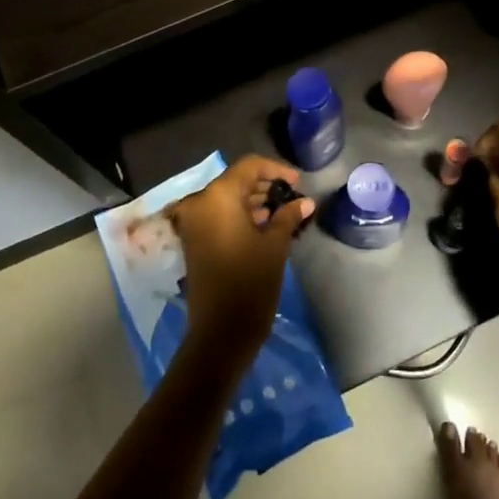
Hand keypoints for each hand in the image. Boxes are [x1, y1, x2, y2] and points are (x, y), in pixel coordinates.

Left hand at [168, 155, 311, 369]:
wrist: (220, 333)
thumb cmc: (250, 282)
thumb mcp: (275, 245)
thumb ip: (288, 216)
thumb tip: (305, 202)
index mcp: (218, 196)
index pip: (249, 166)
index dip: (276, 170)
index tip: (297, 183)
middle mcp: (200, 203)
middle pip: (236, 182)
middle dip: (265, 187)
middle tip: (293, 198)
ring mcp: (193, 223)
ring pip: (227, 200)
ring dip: (254, 202)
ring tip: (284, 213)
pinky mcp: (194, 242)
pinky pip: (219, 217)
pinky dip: (240, 217)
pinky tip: (265, 227)